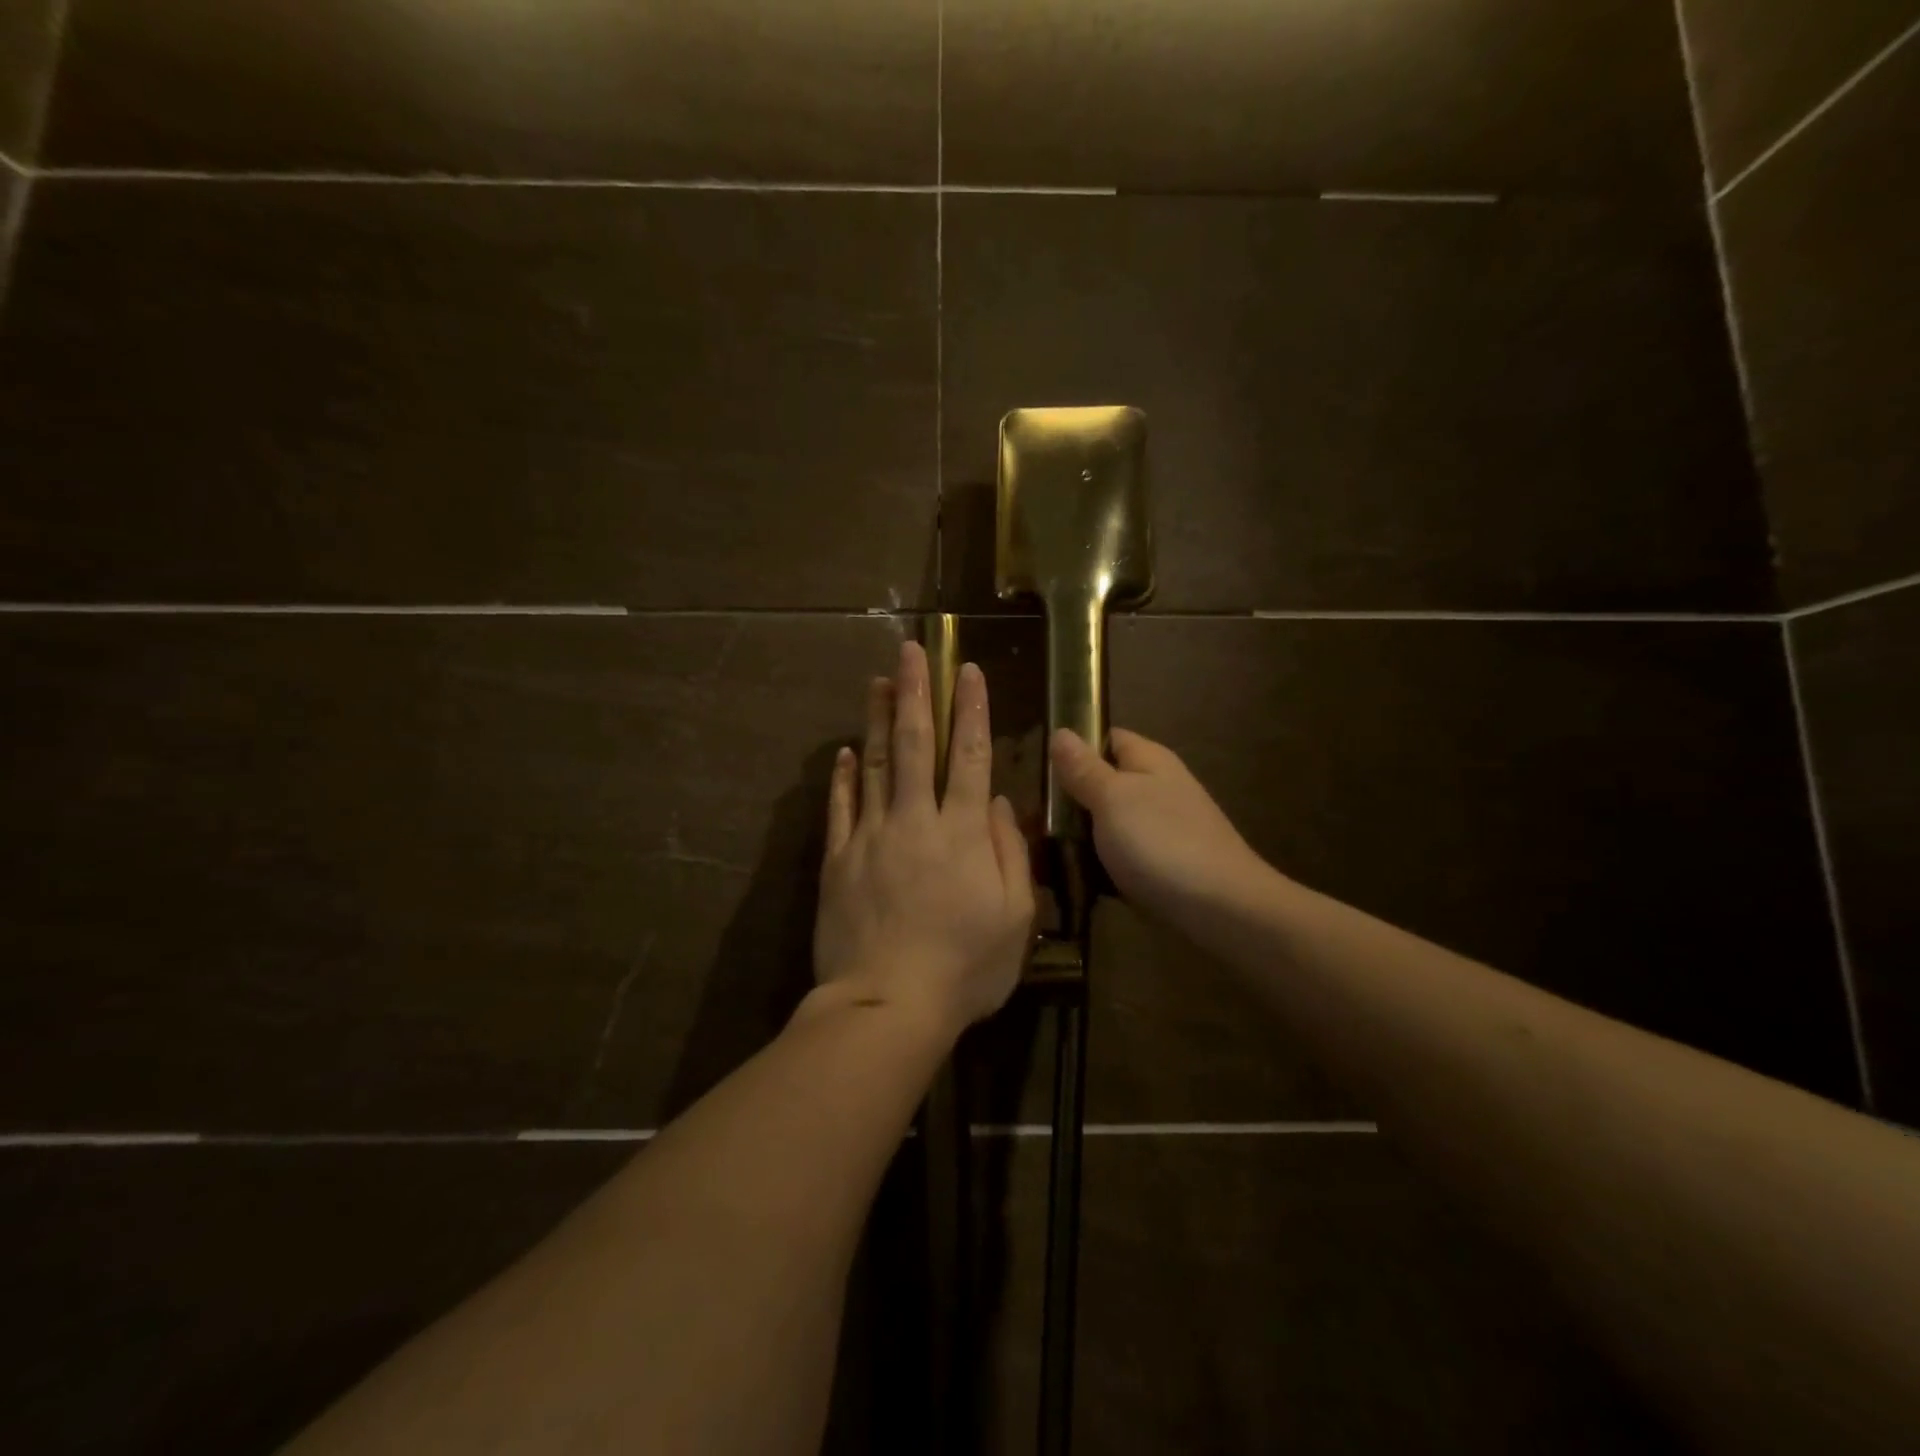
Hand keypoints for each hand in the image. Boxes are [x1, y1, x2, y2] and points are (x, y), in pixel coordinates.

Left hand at [813, 641, 1035, 1037]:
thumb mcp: (1015, 919)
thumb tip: (1001, 805)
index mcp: (963, 833)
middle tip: (910, 650)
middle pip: (915, 745)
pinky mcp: (838, 861)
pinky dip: (842, 777)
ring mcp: (871, 838)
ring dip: (876, 719)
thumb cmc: (964, 968)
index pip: (970, 757)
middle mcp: (916, 821)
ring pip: (874, 765)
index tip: (966, 670)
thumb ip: (1010, 854)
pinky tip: (843, 752)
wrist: (887, 1005)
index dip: (970, 711)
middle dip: (915, 693)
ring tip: (877, 680)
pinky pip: (840, 809)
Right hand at [1049, 727, 1265, 926]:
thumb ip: (1084, 768)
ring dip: (1081, 836)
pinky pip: (1122, 856)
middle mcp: (1159, 788)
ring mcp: (1163, 829)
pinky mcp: (1164, 866)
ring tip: (1042, 850)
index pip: (1106, 738)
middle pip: (1105, 783)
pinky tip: (1075, 879)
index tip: (1036, 768)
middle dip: (1070, 799)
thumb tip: (1061, 731)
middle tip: (1030, 818)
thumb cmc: (1162, 843)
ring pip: (1110, 823)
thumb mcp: (1113, 798)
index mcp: (1150, 761)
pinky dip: (1099, 865)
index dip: (1073, 747)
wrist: (1223, 910)